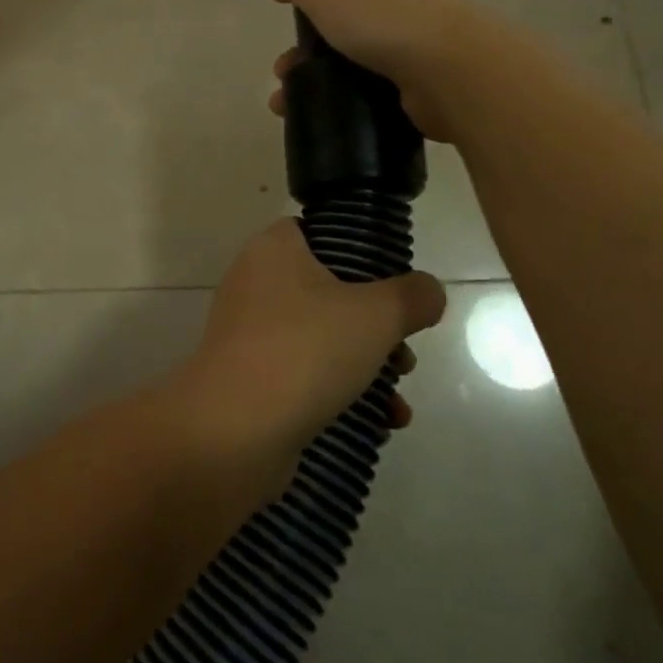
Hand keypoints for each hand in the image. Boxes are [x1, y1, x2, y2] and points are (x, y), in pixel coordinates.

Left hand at [176, 219, 445, 486]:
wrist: (234, 430)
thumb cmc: (305, 350)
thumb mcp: (376, 315)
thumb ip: (412, 296)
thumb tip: (428, 290)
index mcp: (273, 249)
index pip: (319, 232)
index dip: (361, 253)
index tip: (396, 285)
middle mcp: (255, 282)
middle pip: (329, 290)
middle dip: (376, 325)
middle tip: (404, 353)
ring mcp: (249, 332)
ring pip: (321, 336)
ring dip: (366, 364)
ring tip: (398, 396)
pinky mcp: (250, 377)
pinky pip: (304, 373)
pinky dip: (341, 392)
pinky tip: (379, 422)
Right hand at [265, 0, 470, 143]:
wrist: (457, 75)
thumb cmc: (388, 21)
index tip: (303, 2)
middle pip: (352, 15)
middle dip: (311, 43)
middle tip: (286, 68)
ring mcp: (421, 43)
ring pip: (358, 57)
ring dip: (320, 77)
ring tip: (288, 100)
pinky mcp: (425, 84)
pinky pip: (374, 90)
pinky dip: (346, 101)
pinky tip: (321, 116)